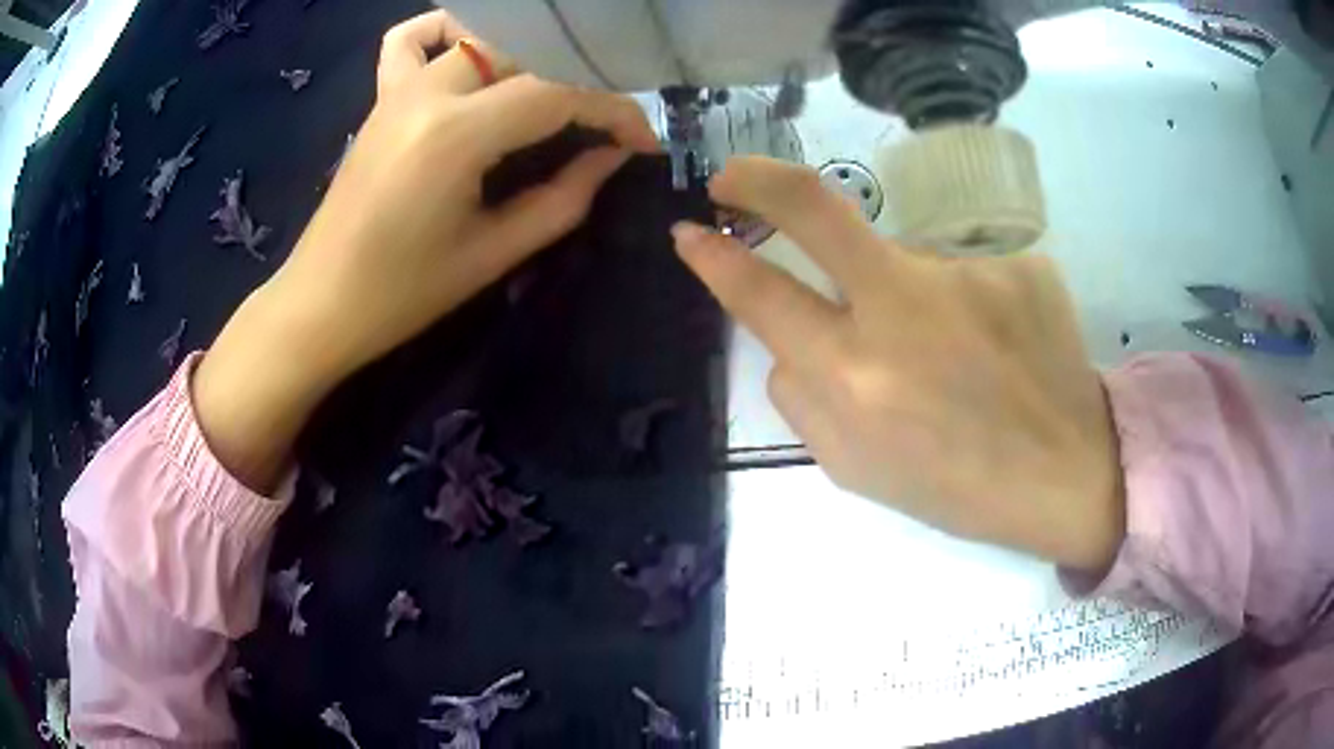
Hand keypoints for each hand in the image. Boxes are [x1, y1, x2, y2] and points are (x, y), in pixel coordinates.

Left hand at [194, 11, 657, 490]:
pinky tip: (470, 54)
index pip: (558, 94)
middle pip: (528, 55)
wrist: (321, 303)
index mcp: (456, 135)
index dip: (614, 111)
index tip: (642, 141)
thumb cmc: (404, 293)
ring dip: (529, 57)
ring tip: (550, 94)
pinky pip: (411, 40)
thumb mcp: (494, 253)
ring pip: (480, 38)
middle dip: (581, 82)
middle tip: (603, 125)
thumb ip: (564, 197)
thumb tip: (611, 156)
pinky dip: (447, 32)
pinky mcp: (381, 97)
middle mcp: (428, 92)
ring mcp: (399, 88)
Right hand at [673, 157, 1124, 572]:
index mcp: (855, 379)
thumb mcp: (856, 469)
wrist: (1064, 474)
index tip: (690, 232)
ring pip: (903, 262)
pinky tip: (1000, 346)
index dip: (715, 258)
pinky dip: (968, 303)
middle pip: (814, 207)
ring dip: (909, 297)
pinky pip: (963, 272)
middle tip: (733, 176)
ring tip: (960, 355)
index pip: (762, 294)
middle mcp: (904, 310)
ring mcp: (967, 274)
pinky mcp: (1016, 262)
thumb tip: (785, 342)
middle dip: (758, 180)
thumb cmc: (957, 486)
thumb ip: (804, 401)